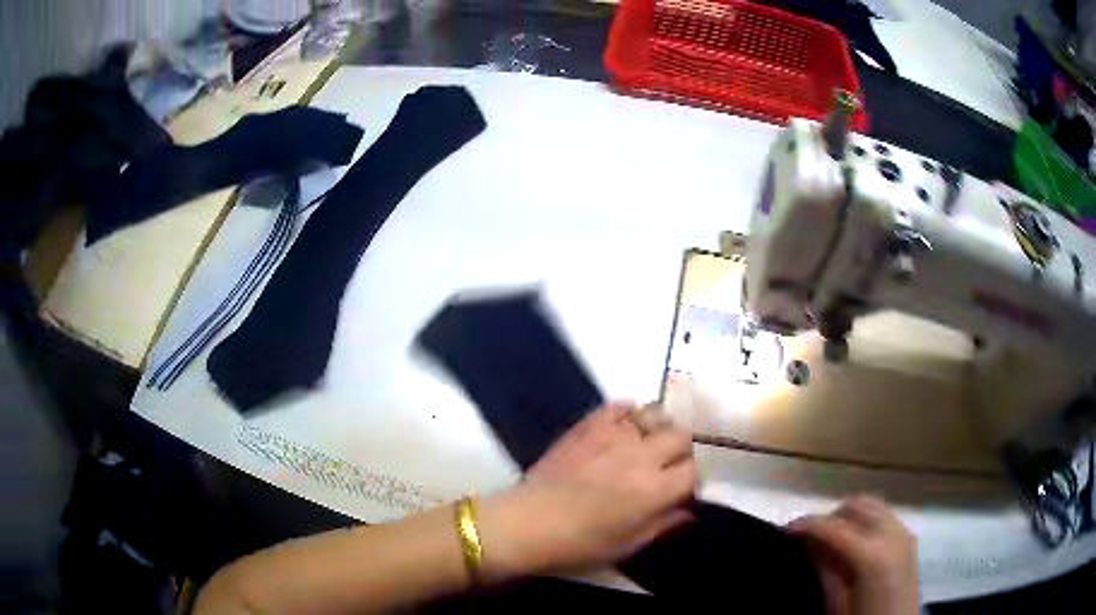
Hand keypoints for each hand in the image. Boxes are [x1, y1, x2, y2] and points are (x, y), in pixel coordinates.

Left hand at [478, 403, 697, 578]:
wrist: (527, 523)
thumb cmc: (579, 545)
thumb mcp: (628, 545)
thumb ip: (664, 524)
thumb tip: (690, 510)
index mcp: (655, 490)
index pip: (694, 470)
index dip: (690, 481)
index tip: (679, 490)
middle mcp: (641, 456)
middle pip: (681, 436)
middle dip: (679, 452)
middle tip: (664, 467)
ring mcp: (614, 435)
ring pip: (656, 414)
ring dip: (657, 429)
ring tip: (645, 445)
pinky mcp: (589, 424)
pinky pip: (620, 405)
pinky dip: (628, 414)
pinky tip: (622, 429)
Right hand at [789, 496, 918, 614]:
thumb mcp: (837, 605)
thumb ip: (825, 571)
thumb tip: (808, 545)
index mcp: (873, 555)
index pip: (835, 527)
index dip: (807, 525)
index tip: (784, 531)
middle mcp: (893, 534)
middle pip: (856, 505)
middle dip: (829, 516)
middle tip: (807, 538)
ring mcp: (904, 533)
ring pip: (872, 505)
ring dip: (848, 516)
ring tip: (828, 539)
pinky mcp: (909, 538)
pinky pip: (884, 516)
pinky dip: (864, 521)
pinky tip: (852, 543)